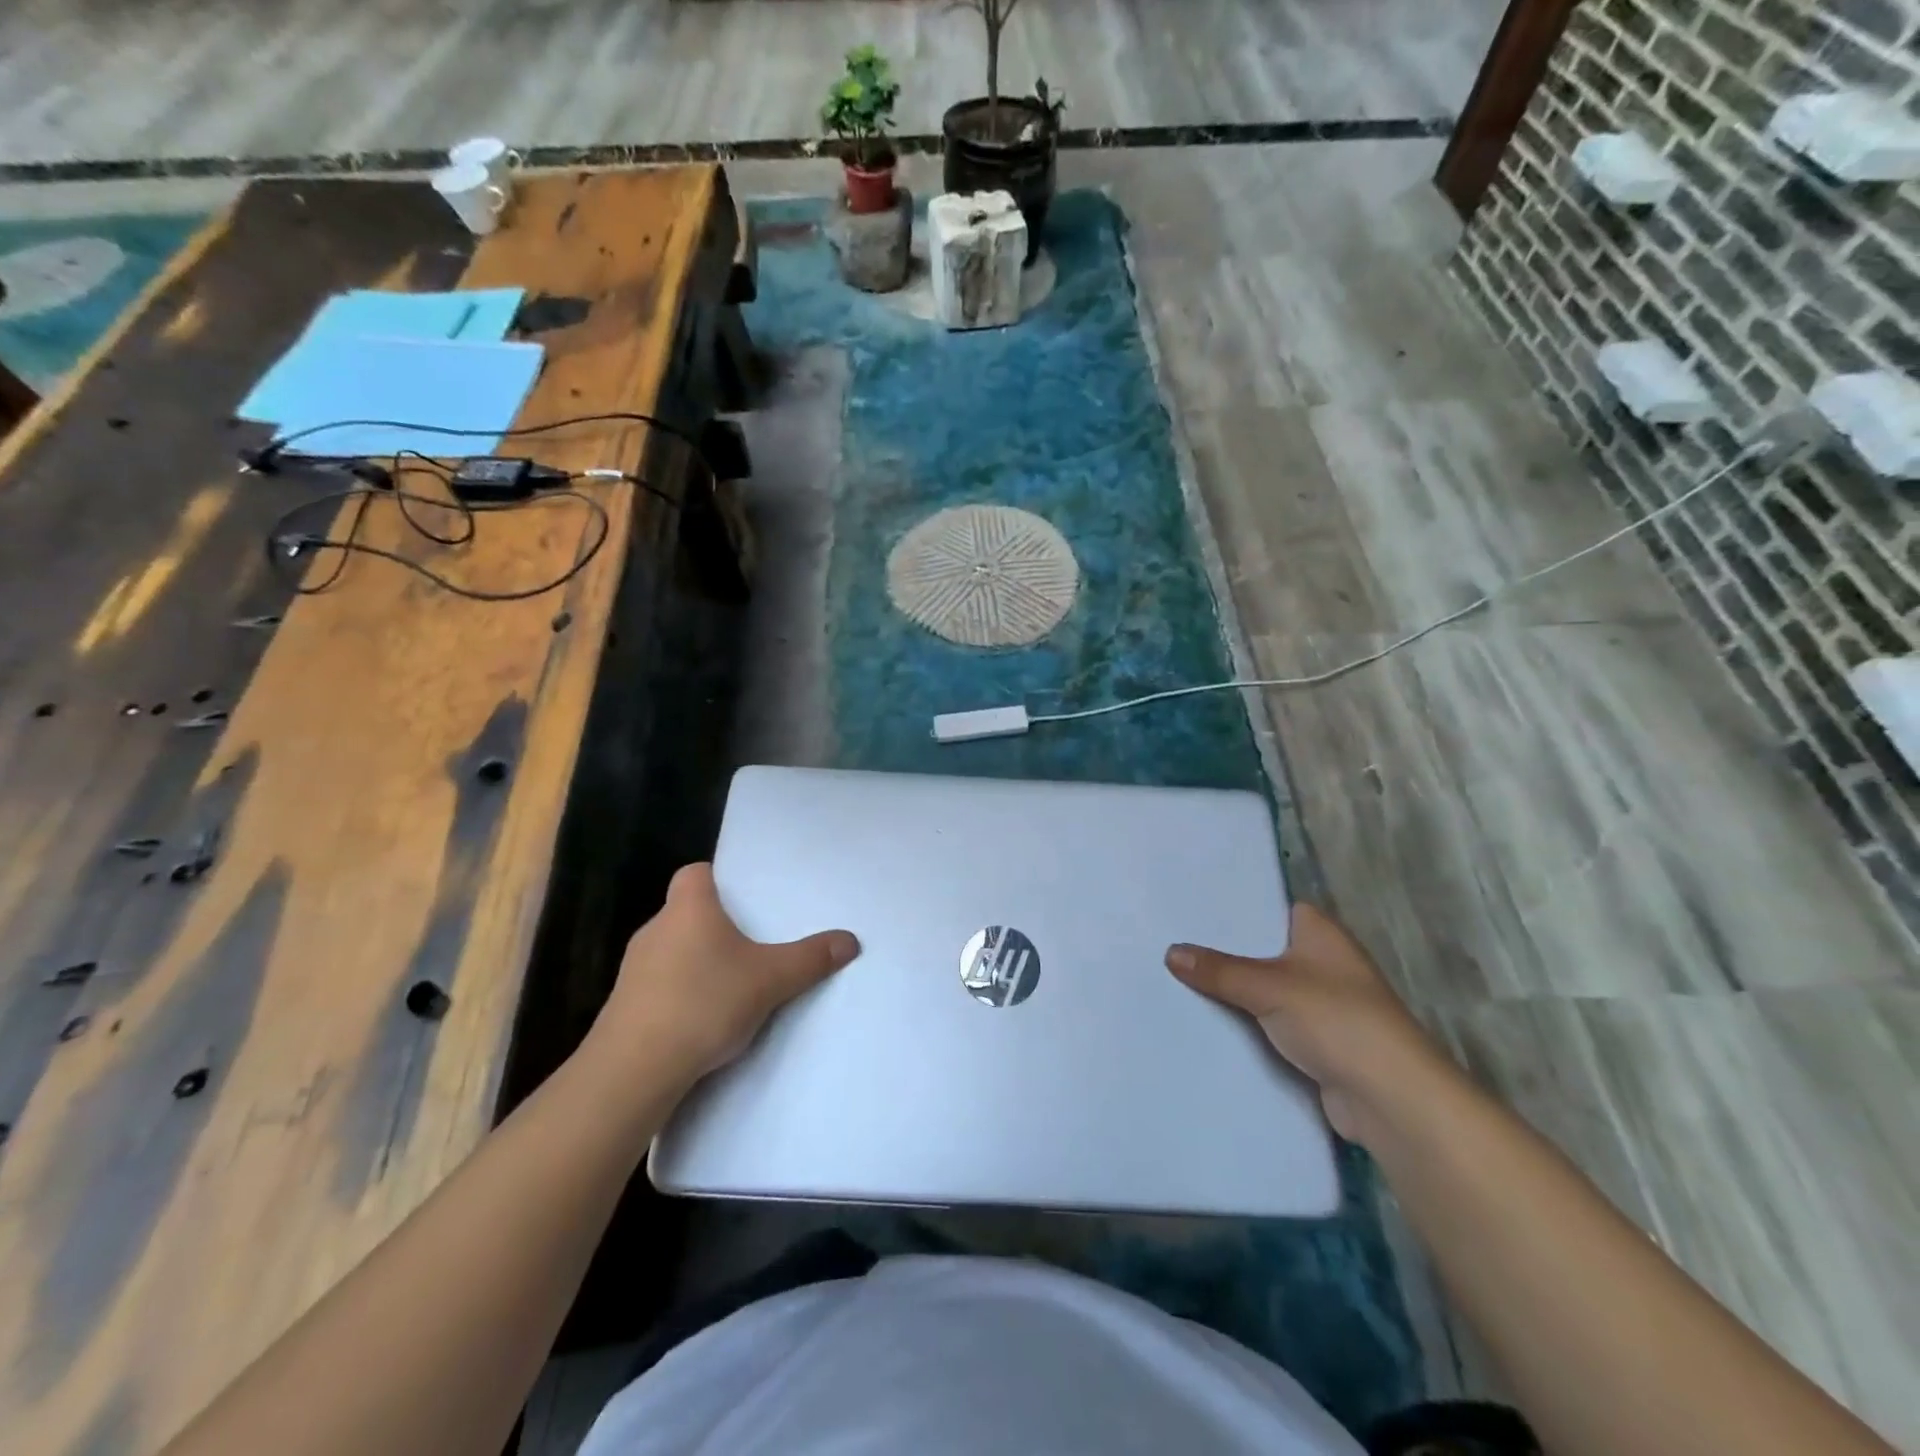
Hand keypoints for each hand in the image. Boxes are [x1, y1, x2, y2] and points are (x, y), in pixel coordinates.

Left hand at [587, 863, 858, 1090]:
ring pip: (672, 950)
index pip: (695, 872)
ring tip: (732, 984)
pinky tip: (702, 1020)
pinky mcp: (623, 1006)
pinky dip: (680, 994)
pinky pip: (658, 986)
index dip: (717, 879)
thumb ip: (811, 959)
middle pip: (686, 912)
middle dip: (716, 925)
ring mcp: (633, 968)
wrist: (634, 1070)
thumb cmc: (704, 1003)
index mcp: (688, 908)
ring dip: (697, 962)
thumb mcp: (770, 980)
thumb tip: (850, 940)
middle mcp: (655, 929)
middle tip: (752, 942)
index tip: (743, 897)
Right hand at [1166, 904, 1450, 1145]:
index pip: (1270, 907)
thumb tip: (1170, 952)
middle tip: (1171, 942)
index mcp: (1321, 933)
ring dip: (1233, 992)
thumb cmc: (1336, 1020)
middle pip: (1262, 950)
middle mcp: (1323, 962)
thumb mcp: (1269, 986)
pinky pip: (1269, 1024)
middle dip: (1224, 952)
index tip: (1190, 908)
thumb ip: (1219, 970)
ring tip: (1176, 979)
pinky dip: (1245, 1024)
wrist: (1389, 1099)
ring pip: (1264, 989)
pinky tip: (1205, 1021)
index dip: (1234, 908)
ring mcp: (1321, 1004)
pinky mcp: (1316, 1042)